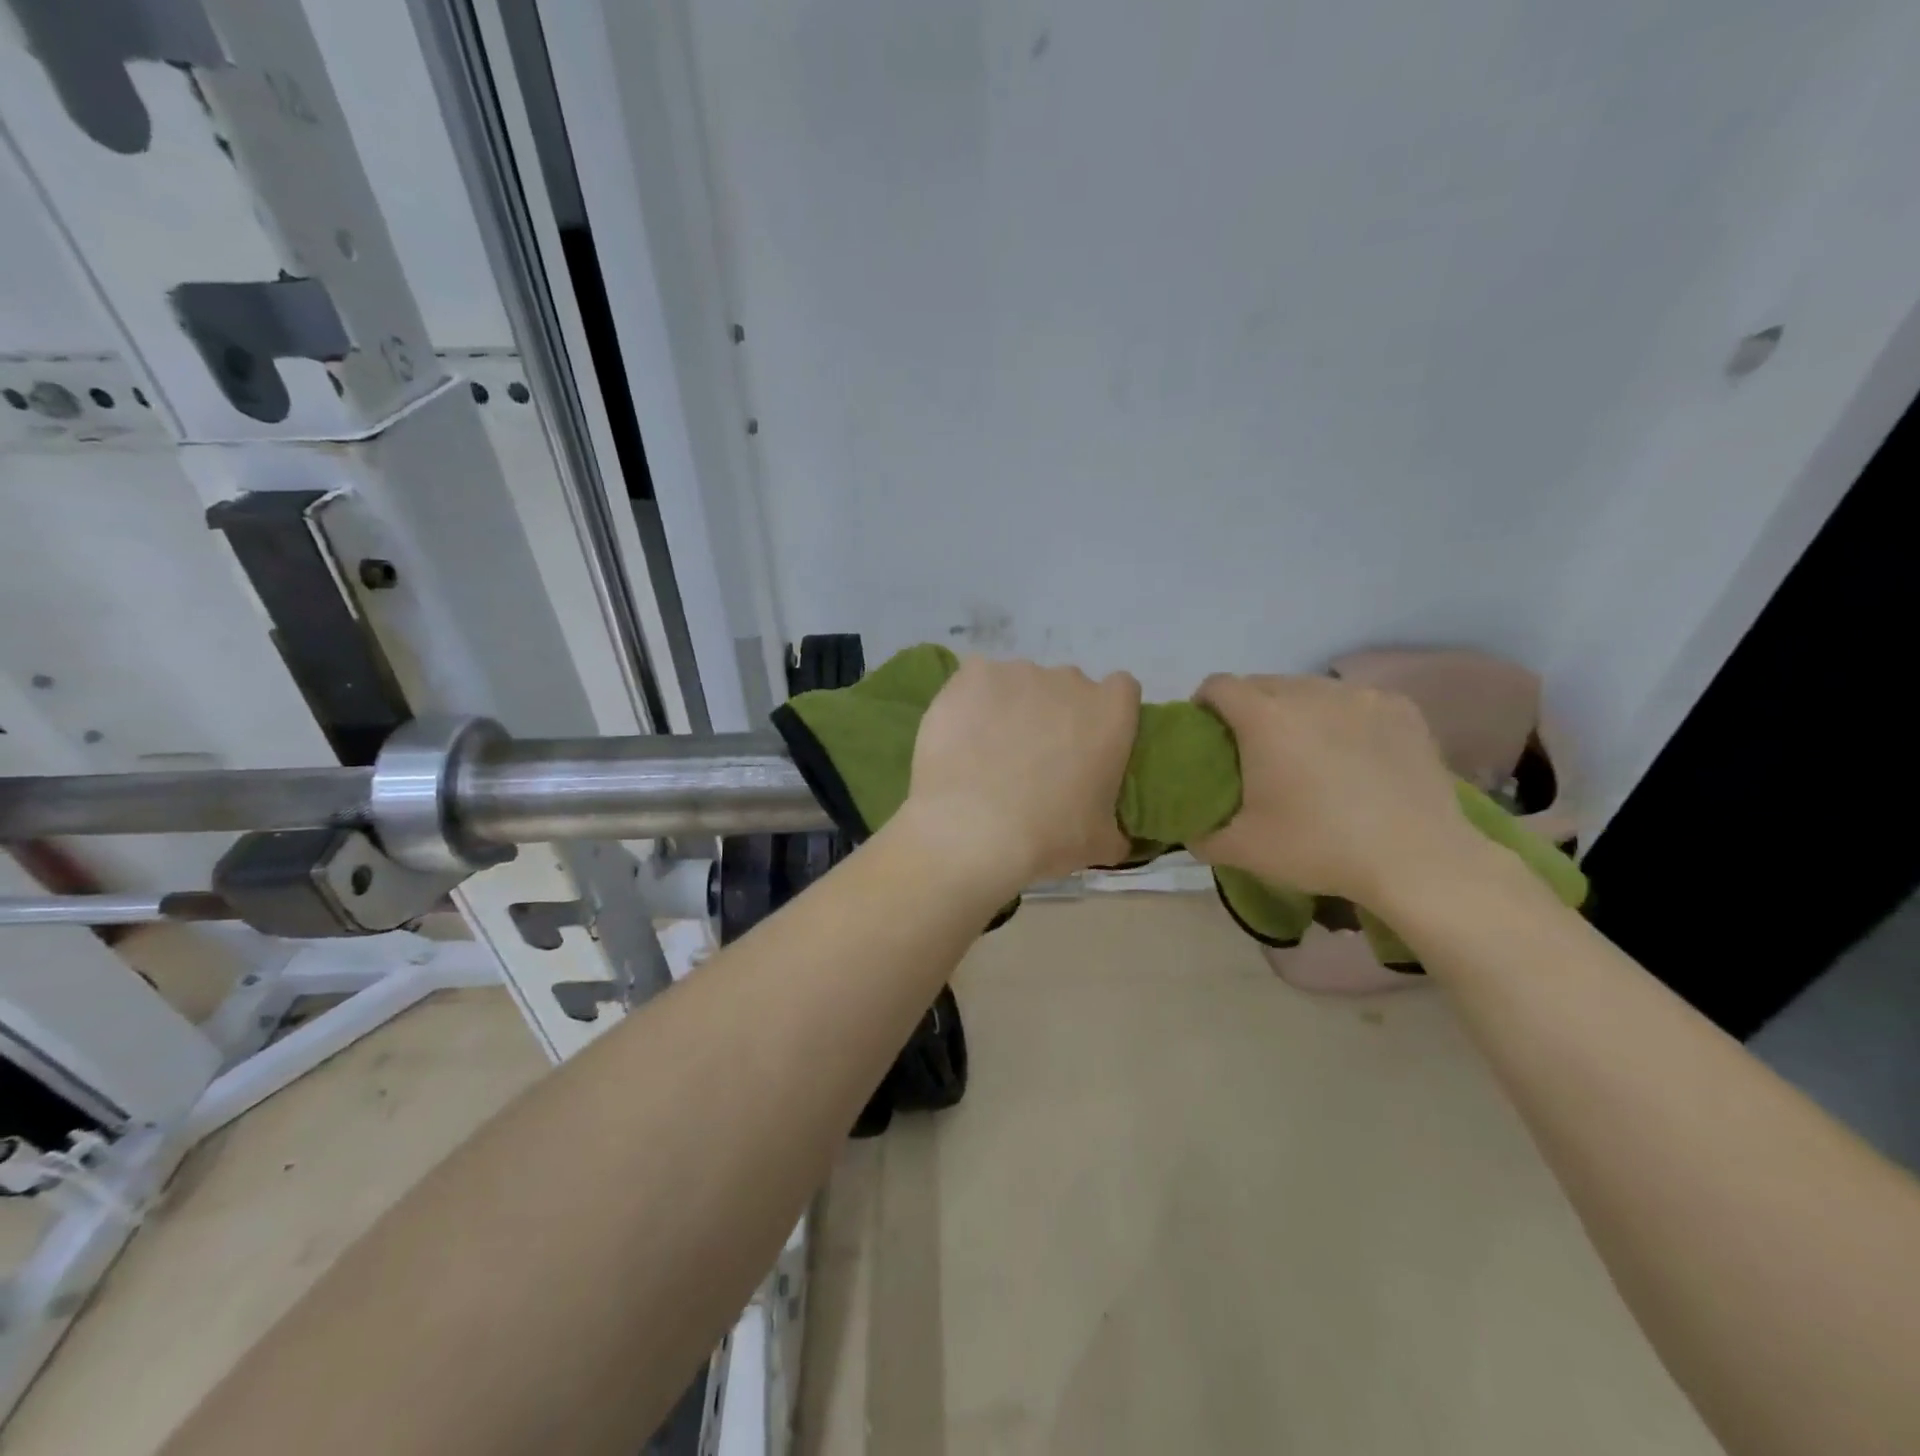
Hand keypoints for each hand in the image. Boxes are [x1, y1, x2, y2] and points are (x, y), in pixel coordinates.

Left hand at [900, 656, 1139, 894]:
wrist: (970, 829)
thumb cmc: (1047, 837)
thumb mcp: (1101, 845)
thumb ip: (1115, 826)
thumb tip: (1113, 832)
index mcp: (1110, 713)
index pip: (1122, 691)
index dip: (1106, 715)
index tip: (1090, 744)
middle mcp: (1068, 680)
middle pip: (1068, 687)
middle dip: (1056, 714)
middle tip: (1036, 759)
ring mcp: (1017, 672)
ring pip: (1020, 684)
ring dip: (1013, 708)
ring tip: (988, 752)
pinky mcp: (970, 676)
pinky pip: (976, 682)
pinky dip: (971, 703)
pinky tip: (960, 737)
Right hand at [1192, 674, 1475, 903]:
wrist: (1419, 860)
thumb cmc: (1320, 847)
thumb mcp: (1243, 850)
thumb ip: (1202, 836)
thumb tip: (1190, 830)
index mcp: (1265, 718)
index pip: (1218, 686)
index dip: (1204, 704)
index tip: (1208, 733)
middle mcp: (1309, 693)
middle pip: (1263, 682)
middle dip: (1248, 707)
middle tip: (1253, 748)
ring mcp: (1360, 696)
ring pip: (1309, 688)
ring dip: (1295, 709)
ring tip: (1305, 749)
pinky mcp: (1400, 708)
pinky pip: (1353, 700)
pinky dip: (1340, 717)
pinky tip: (1352, 753)